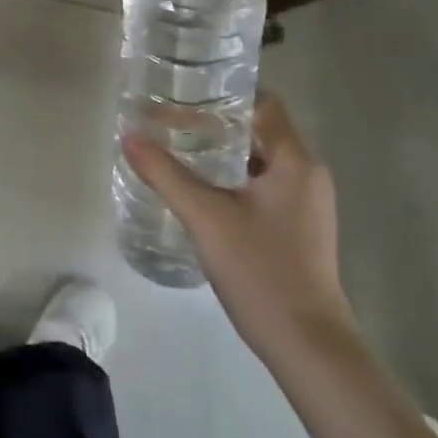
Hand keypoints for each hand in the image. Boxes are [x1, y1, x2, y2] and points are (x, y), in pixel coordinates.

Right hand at [123, 92, 355, 365]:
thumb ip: (165, 173)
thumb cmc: (261, 271)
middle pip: (259, 130)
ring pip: (260, 160)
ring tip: (177, 148)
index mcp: (295, 161)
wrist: (308, 347)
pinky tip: (199, 189)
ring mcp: (306, 204)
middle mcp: (307, 175)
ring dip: (222, 151)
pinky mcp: (298, 228)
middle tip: (169, 118)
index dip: (224, 92)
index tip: (184, 90)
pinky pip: (263, 185)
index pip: (263, 103)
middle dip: (215, 122)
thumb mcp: (205, 217)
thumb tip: (129, 135)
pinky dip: (232, 177)